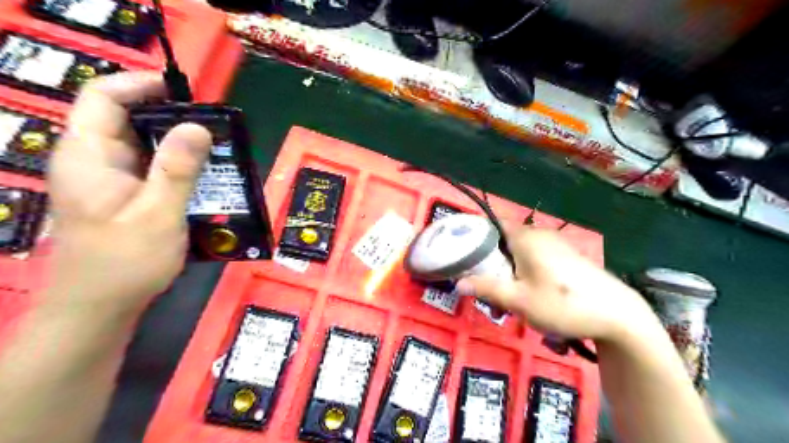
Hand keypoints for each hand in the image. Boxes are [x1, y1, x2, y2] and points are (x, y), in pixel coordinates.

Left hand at [46, 71, 212, 314]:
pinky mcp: (121, 194)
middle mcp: (93, 160)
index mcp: (89, 156)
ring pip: (141, 144)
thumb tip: (197, 126)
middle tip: (213, 127)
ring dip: (177, 143)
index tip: (185, 93)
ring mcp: (107, 178)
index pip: (103, 98)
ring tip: (215, 150)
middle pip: (125, 118)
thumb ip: (177, 169)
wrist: (100, 306)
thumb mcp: (158, 214)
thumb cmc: (125, 262)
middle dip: (169, 116)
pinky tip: (202, 177)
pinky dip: (175, 165)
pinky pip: (149, 167)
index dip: (140, 85)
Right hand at [453, 228, 656, 341]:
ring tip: (505, 301)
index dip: (474, 234)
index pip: (491, 223)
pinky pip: (534, 259)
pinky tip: (528, 297)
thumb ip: (486, 288)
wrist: (618, 316)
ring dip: (507, 273)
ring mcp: (555, 245)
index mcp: (525, 237)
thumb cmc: (562, 304)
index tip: (461, 253)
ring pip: (518, 253)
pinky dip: (523, 273)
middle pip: (503, 242)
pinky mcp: (566, 257)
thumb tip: (458, 283)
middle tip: (484, 289)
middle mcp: (539, 235)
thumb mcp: (518, 300)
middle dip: (490, 264)